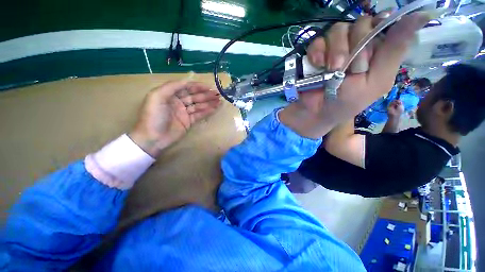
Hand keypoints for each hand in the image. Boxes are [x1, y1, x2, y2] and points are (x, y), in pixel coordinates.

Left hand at [129, 81, 220, 156]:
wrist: (153, 138)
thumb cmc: (153, 116)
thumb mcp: (157, 97)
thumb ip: (171, 87)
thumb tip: (187, 81)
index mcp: (170, 94)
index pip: (186, 87)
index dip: (198, 86)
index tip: (209, 87)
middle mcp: (178, 102)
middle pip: (194, 96)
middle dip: (206, 95)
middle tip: (217, 94)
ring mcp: (184, 112)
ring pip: (198, 105)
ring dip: (209, 103)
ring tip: (219, 101)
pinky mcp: (189, 121)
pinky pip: (199, 114)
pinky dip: (207, 111)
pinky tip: (214, 108)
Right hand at [280, 12, 429, 138]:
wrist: (318, 111)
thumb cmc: (348, 101)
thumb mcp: (376, 80)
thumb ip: (395, 50)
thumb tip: (422, 15)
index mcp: (377, 50)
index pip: (384, 22)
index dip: (378, 34)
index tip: (371, 55)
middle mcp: (358, 44)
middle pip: (361, 23)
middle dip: (355, 47)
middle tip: (350, 70)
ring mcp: (336, 46)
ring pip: (338, 30)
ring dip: (335, 51)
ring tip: (331, 70)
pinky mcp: (317, 52)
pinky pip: (318, 41)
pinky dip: (317, 52)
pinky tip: (317, 65)